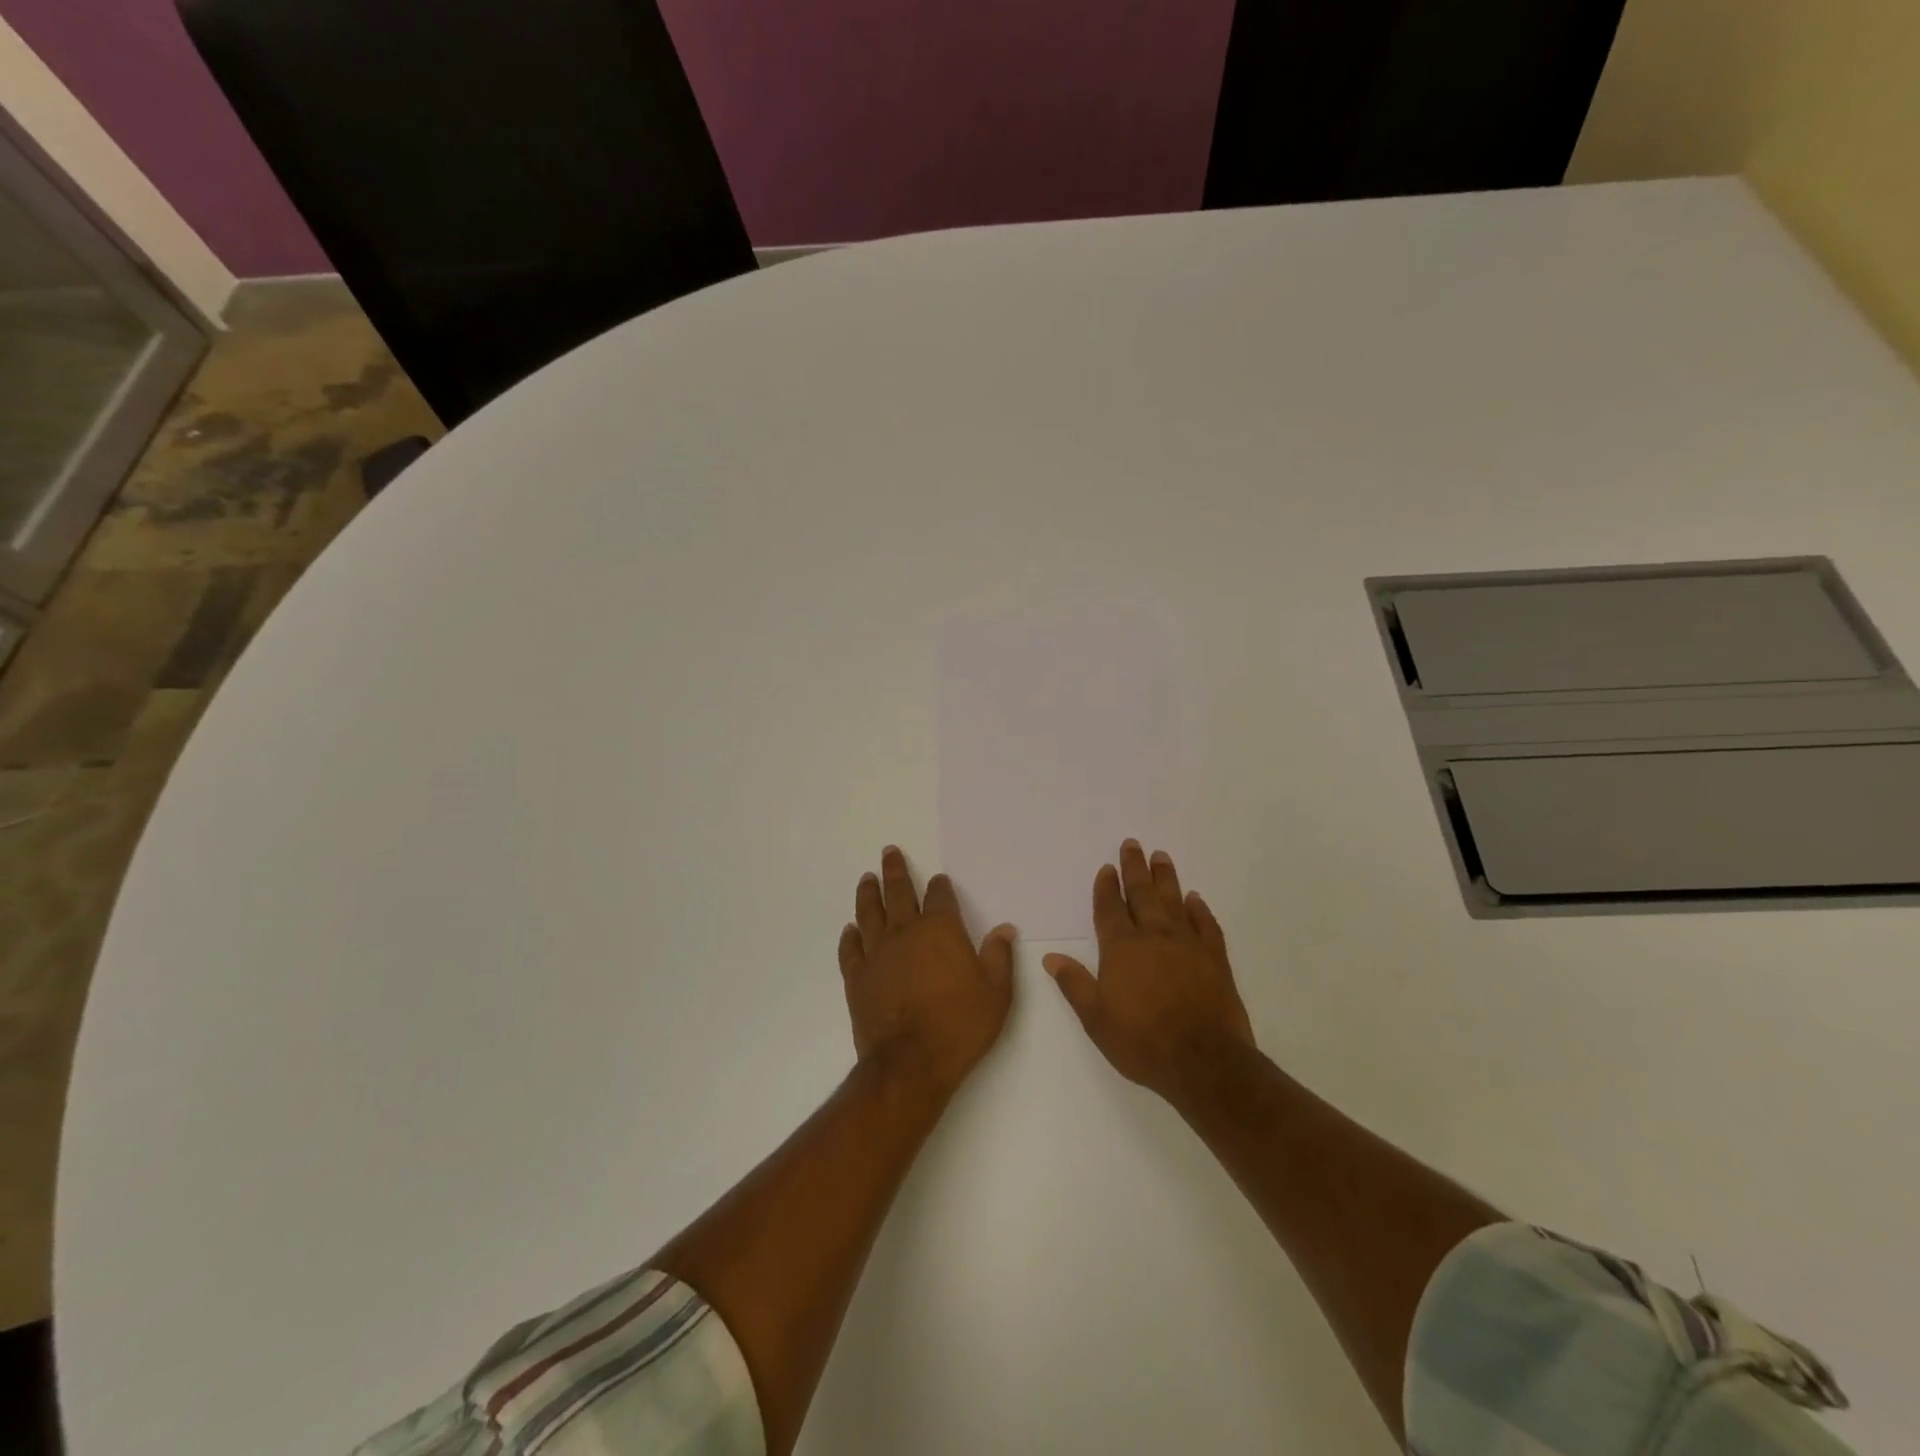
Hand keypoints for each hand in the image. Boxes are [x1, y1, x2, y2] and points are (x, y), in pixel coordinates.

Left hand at [838, 847, 1015, 1100]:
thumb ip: (999, 956)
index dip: (940, 886)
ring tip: (867, 878)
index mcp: (940, 930)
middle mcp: (905, 932)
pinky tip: (850, 929)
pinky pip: (850, 949)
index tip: (939, 879)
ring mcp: (877, 954)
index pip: (939, 896)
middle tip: (888, 852)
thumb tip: (1004, 928)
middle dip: (895, 870)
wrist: (910, 1063)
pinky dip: (849, 936)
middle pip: (898, 893)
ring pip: (869, 913)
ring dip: (868, 893)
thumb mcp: (996, 993)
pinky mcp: (857, 977)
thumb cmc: (960, 1025)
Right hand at [1043, 841, 1253, 1104]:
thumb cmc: (1142, 1041)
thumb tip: (1050, 957)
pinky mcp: (1215, 958)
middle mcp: (1153, 937)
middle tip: (1132, 844)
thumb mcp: (1096, 1018)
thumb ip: (1075, 984)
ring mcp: (1187, 945)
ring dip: (1166, 878)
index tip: (1107, 868)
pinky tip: (1195, 898)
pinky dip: (1199, 909)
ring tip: (1161, 856)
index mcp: (1121, 949)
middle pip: (1141, 894)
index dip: (1106, 887)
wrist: (1204, 1061)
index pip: (1110, 909)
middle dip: (1134, 868)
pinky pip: (1206, 924)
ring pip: (1174, 901)